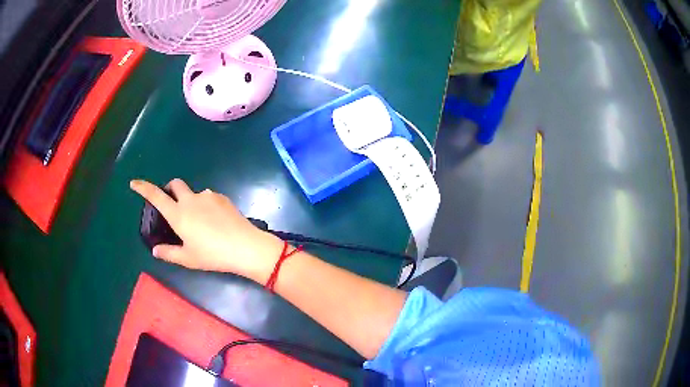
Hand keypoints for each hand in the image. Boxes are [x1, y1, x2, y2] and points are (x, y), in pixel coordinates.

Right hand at [130, 178, 282, 280]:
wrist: (245, 247)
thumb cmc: (213, 255)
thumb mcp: (188, 258)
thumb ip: (169, 253)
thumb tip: (155, 250)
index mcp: (178, 214)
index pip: (155, 195)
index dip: (143, 187)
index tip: (134, 183)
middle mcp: (190, 200)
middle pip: (175, 184)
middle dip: (170, 190)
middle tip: (173, 207)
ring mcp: (208, 196)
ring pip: (193, 192)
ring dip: (190, 201)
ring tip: (199, 222)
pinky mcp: (222, 197)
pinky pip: (208, 197)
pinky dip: (205, 205)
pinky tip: (214, 221)